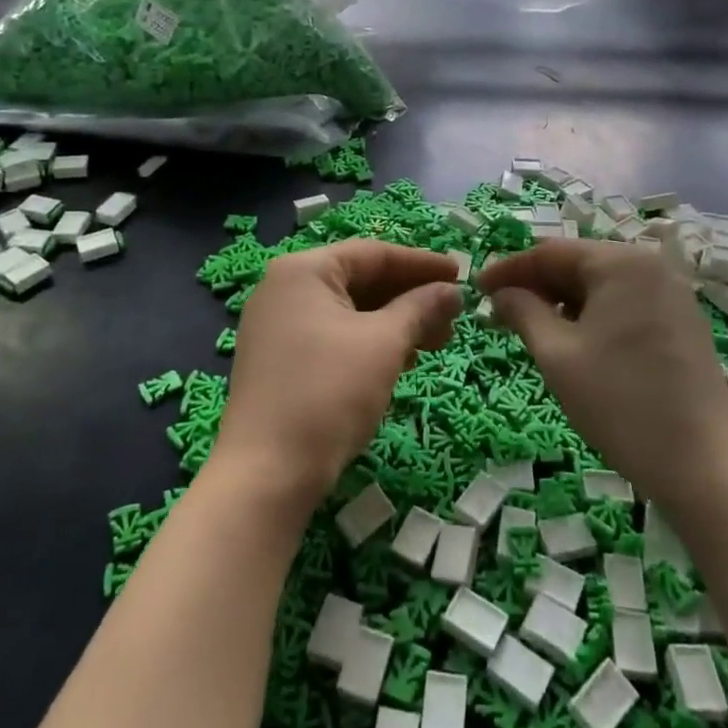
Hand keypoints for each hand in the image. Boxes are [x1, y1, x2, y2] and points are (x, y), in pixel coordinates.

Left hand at [214, 241, 462, 512]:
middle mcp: (284, 288)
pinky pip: (333, 335)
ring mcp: (277, 325)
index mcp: (303, 270)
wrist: (267, 474)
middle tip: (453, 318)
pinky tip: (401, 360)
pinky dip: (369, 342)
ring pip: (349, 311)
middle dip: (410, 297)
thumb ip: (421, 308)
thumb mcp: (384, 344)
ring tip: (435, 342)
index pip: (374, 253)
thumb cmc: (329, 393)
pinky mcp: (278, 359)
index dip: (422, 263)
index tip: (461, 274)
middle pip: (360, 280)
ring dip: (394, 322)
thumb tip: (451, 291)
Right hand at [479, 241, 727, 508]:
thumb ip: (523, 311)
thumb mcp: (557, 355)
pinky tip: (572, 341)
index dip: (508, 269)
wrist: (704, 466)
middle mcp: (650, 265)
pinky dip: (591, 315)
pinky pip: (624, 304)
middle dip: (535, 285)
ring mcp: (671, 294)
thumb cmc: (620, 403)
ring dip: (561, 302)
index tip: (476, 289)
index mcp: (621, 262)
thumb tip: (501, 293)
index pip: (550, 252)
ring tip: (530, 329)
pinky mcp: (681, 322)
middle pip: (578, 264)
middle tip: (499, 312)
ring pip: (601, 286)